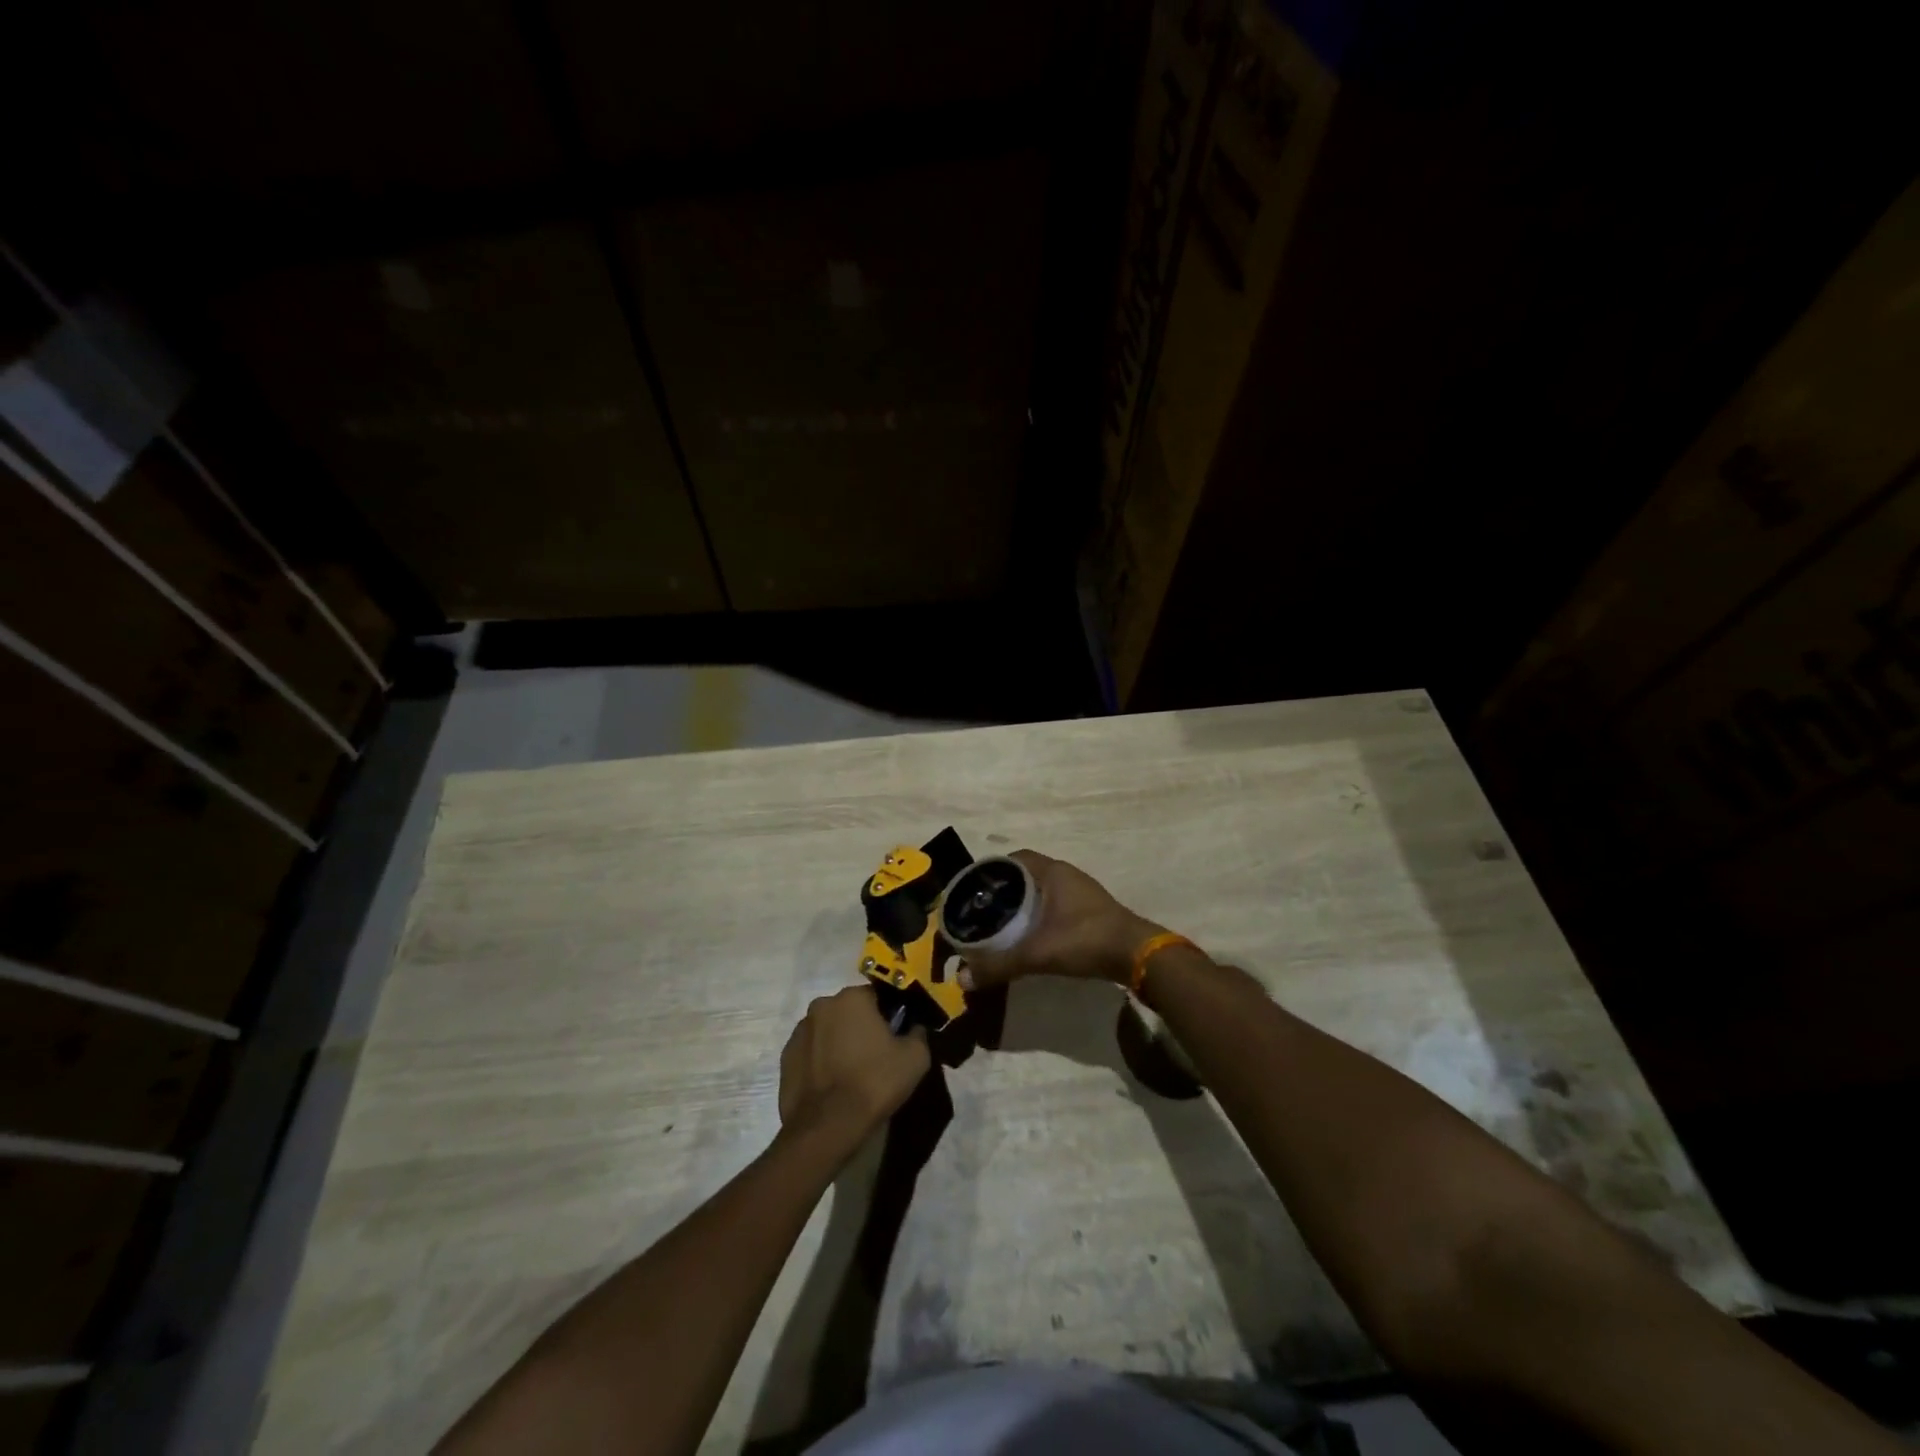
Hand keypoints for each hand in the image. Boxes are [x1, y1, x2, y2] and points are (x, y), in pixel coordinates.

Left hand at [779, 985, 929, 1142]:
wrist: (827, 1128)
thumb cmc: (874, 1083)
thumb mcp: (915, 1058)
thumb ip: (918, 1033)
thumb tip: (914, 1027)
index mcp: (852, 997)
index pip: (877, 996)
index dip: (889, 1016)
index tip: (895, 1038)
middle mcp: (821, 1005)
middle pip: (850, 1011)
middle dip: (862, 1027)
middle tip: (875, 1057)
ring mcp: (799, 1032)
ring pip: (828, 1030)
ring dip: (839, 1043)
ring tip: (851, 1075)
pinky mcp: (785, 1058)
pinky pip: (811, 1052)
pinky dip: (821, 1061)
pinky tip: (832, 1085)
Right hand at [956, 850, 1161, 989]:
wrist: (1137, 955)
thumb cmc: (1085, 940)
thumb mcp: (1038, 954)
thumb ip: (1000, 965)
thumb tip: (963, 979)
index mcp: (1052, 872)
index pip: (1013, 859)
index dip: (991, 871)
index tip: (974, 890)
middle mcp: (1066, 874)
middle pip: (1026, 874)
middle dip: (1004, 890)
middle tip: (983, 911)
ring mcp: (1081, 891)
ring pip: (1041, 890)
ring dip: (1023, 903)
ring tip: (1001, 923)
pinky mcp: (1090, 909)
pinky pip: (1055, 904)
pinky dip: (1039, 914)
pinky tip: (1030, 935)